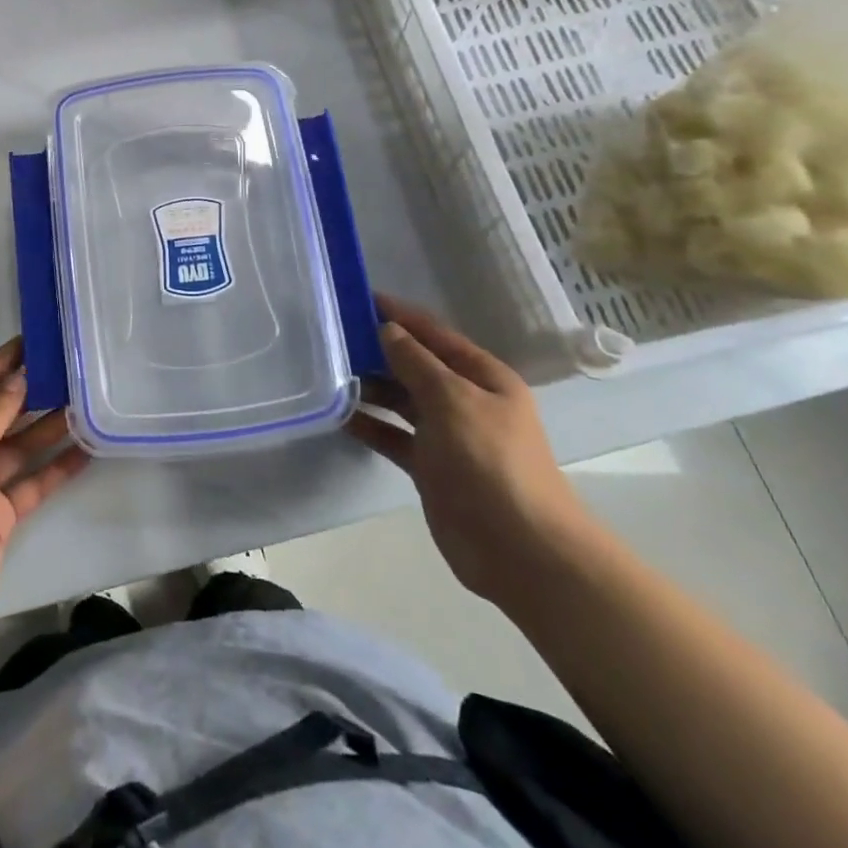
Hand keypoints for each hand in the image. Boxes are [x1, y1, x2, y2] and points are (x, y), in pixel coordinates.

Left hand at [0, 339, 89, 650]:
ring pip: (20, 447)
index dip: (2, 363)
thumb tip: (18, 377)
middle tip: (71, 368)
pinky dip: (55, 468)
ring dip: (49, 428)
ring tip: (87, 403)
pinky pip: (31, 483)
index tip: (35, 339)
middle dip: (31, 393)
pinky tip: (85, 451)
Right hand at [345, 294, 594, 607]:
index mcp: (483, 377)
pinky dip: (370, 424)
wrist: (519, 549)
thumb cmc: (490, 462)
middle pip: (416, 365)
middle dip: (379, 349)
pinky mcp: (430, 467)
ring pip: (401, 400)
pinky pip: (393, 436)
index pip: (435, 334)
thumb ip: (416, 363)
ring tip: (328, 372)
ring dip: (370, 386)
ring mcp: (447, 435)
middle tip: (331, 335)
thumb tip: (388, 330)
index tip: (359, 298)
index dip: (400, 315)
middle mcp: (465, 400)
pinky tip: (339, 415)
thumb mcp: (452, 400)